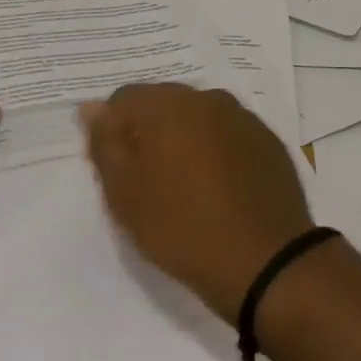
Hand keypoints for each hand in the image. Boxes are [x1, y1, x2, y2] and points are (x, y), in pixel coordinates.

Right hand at [79, 83, 313, 320]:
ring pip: (199, 119)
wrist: (266, 261)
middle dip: (149, 134)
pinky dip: (216, 153)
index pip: (124, 99)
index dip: (112, 132)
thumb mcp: (125, 194)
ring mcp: (243, 118)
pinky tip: (218, 190)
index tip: (115, 170)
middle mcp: (208, 99)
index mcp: (169, 105)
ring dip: (184, 142)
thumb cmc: (182, 228)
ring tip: (184, 188)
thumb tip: (92, 108)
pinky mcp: (268, 142)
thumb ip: (106, 144)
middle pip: (164, 105)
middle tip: (146, 182)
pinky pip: (229, 137)